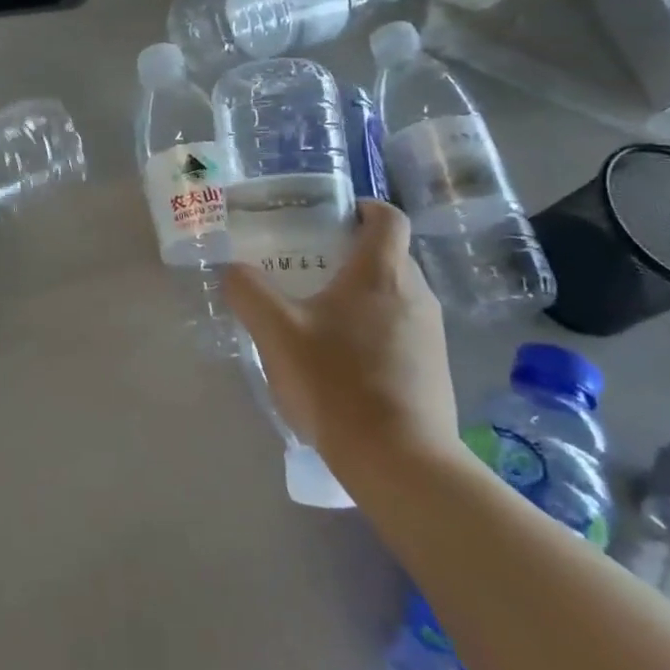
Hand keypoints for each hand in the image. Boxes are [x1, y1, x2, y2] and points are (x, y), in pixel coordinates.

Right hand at [222, 201, 459, 481]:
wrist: (400, 461)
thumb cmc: (336, 381)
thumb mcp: (275, 331)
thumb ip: (248, 291)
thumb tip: (233, 271)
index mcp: (382, 273)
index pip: (388, 217)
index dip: (363, 207)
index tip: (331, 216)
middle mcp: (416, 294)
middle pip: (389, 255)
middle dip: (350, 253)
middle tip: (307, 266)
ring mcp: (431, 334)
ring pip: (395, 294)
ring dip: (361, 293)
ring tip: (318, 315)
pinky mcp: (435, 369)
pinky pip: (403, 329)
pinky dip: (374, 328)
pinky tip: (341, 358)